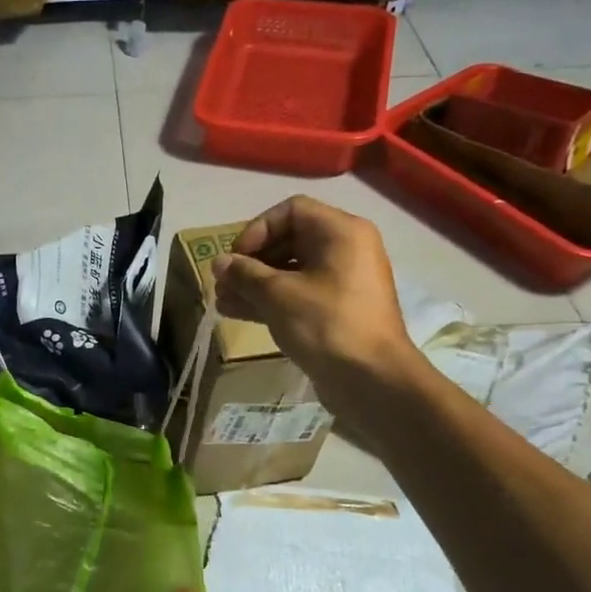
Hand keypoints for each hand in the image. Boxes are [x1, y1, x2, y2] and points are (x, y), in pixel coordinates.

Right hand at [209, 197, 416, 394]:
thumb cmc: (326, 324)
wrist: (371, 380)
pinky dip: (270, 300)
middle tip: (223, 282)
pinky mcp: (336, 311)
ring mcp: (342, 282)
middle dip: (251, 261)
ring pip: (291, 271)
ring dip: (255, 284)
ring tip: (222, 300)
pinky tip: (236, 312)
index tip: (236, 257)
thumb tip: (219, 262)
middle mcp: (346, 250)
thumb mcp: (278, 295)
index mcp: (341, 232)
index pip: (291, 211)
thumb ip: (244, 274)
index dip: (257, 229)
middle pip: (289, 240)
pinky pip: (298, 294)